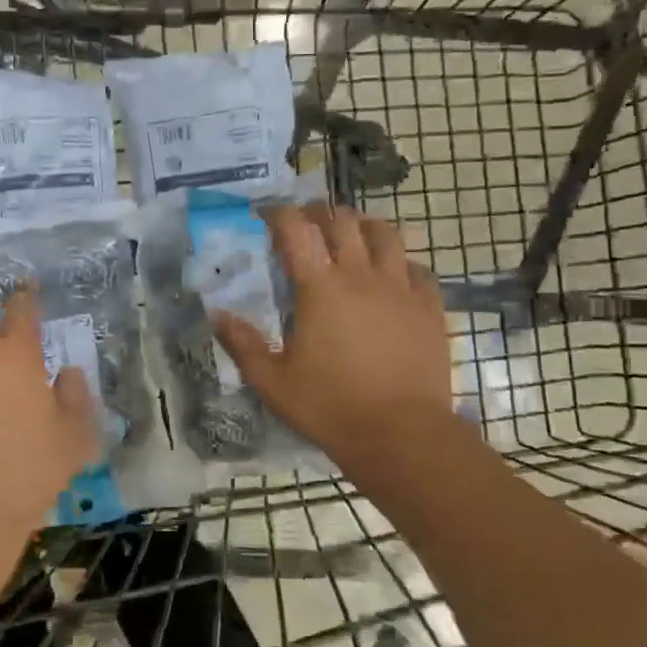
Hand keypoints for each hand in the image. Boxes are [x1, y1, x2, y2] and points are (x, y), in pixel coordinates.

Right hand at [212, 204, 452, 463]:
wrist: (401, 434)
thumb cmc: (330, 407)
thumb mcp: (272, 382)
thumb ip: (242, 344)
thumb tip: (217, 314)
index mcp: (319, 288)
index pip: (296, 230)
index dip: (279, 214)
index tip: (266, 214)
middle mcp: (360, 276)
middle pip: (341, 221)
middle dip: (320, 212)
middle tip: (307, 220)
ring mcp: (400, 289)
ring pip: (385, 234)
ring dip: (364, 225)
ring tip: (353, 233)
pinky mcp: (429, 307)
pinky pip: (417, 268)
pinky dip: (400, 261)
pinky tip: (393, 274)